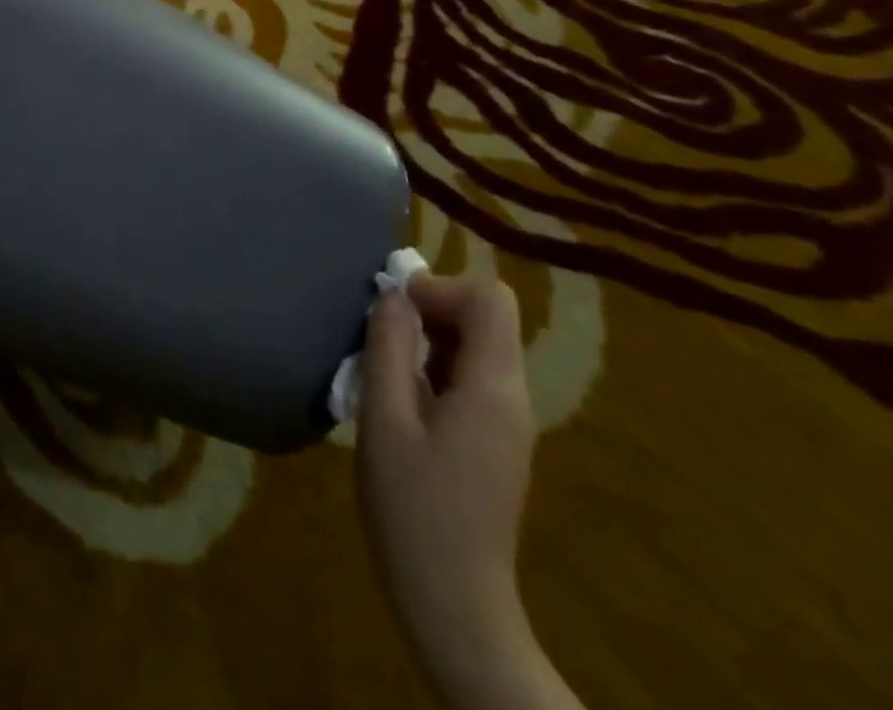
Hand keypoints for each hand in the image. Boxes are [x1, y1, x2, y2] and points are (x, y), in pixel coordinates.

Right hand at [357, 274, 580, 709]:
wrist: (454, 605)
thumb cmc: (413, 510)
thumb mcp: (385, 419)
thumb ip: (390, 349)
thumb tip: (394, 295)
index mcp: (493, 388)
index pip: (490, 299)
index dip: (440, 288)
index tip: (393, 308)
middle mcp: (513, 398)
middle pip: (486, 319)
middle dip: (431, 310)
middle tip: (380, 335)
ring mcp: (508, 423)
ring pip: (477, 347)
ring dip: (429, 340)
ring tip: (383, 367)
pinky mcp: (495, 443)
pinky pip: (471, 379)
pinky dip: (435, 369)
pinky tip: (400, 401)